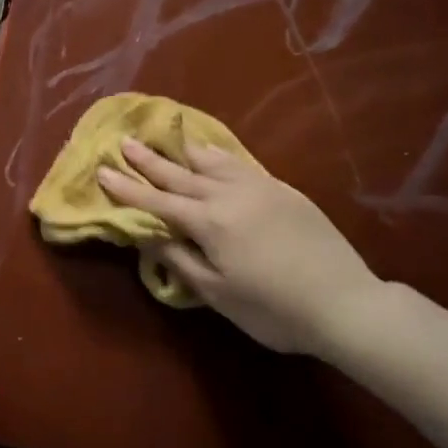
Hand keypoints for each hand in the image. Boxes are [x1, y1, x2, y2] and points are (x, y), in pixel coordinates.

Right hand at [97, 140, 378, 356]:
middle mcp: (229, 196)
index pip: (157, 202)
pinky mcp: (283, 190)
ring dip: (183, 151)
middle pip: (180, 175)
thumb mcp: (218, 293)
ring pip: (212, 162)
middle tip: (124, 141)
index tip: (102, 170)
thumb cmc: (273, 309)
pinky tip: (211, 153)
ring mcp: (259, 189)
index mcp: (209, 223)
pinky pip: (240, 164)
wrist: (344, 303)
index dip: (127, 189)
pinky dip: (218, 156)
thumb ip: (180, 260)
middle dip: (149, 160)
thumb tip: (149, 236)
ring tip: (165, 137)